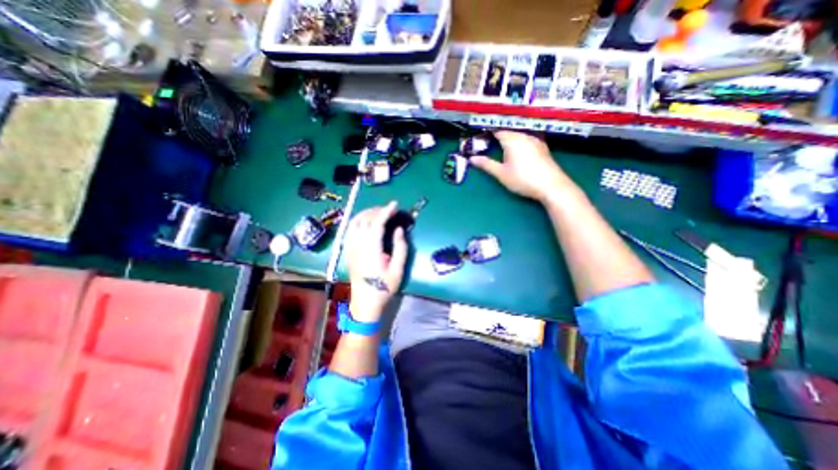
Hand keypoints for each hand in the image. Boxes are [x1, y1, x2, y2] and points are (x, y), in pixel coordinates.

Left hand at [344, 201, 410, 319]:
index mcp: (371, 249)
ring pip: (355, 222)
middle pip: (365, 219)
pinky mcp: (348, 250)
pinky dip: (358, 220)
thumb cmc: (383, 288)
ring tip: (379, 212)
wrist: (365, 302)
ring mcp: (350, 247)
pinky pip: (350, 229)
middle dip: (377, 210)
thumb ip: (400, 248)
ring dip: (366, 213)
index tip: (395, 204)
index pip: (376, 223)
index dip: (386, 211)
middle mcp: (357, 245)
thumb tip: (399, 229)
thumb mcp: (398, 270)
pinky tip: (365, 222)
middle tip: (390, 209)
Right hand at [471, 130, 568, 201]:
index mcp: (512, 140)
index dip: (489, 134)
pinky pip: (527, 140)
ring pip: (519, 136)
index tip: (481, 138)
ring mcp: (536, 141)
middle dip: (499, 136)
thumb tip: (471, 158)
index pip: (498, 131)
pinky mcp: (543, 148)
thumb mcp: (501, 173)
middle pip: (509, 132)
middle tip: (490, 144)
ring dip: (510, 139)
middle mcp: (524, 136)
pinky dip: (520, 143)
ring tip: (503, 148)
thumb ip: (486, 164)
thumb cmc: (523, 179)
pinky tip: (519, 152)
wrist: (551, 185)